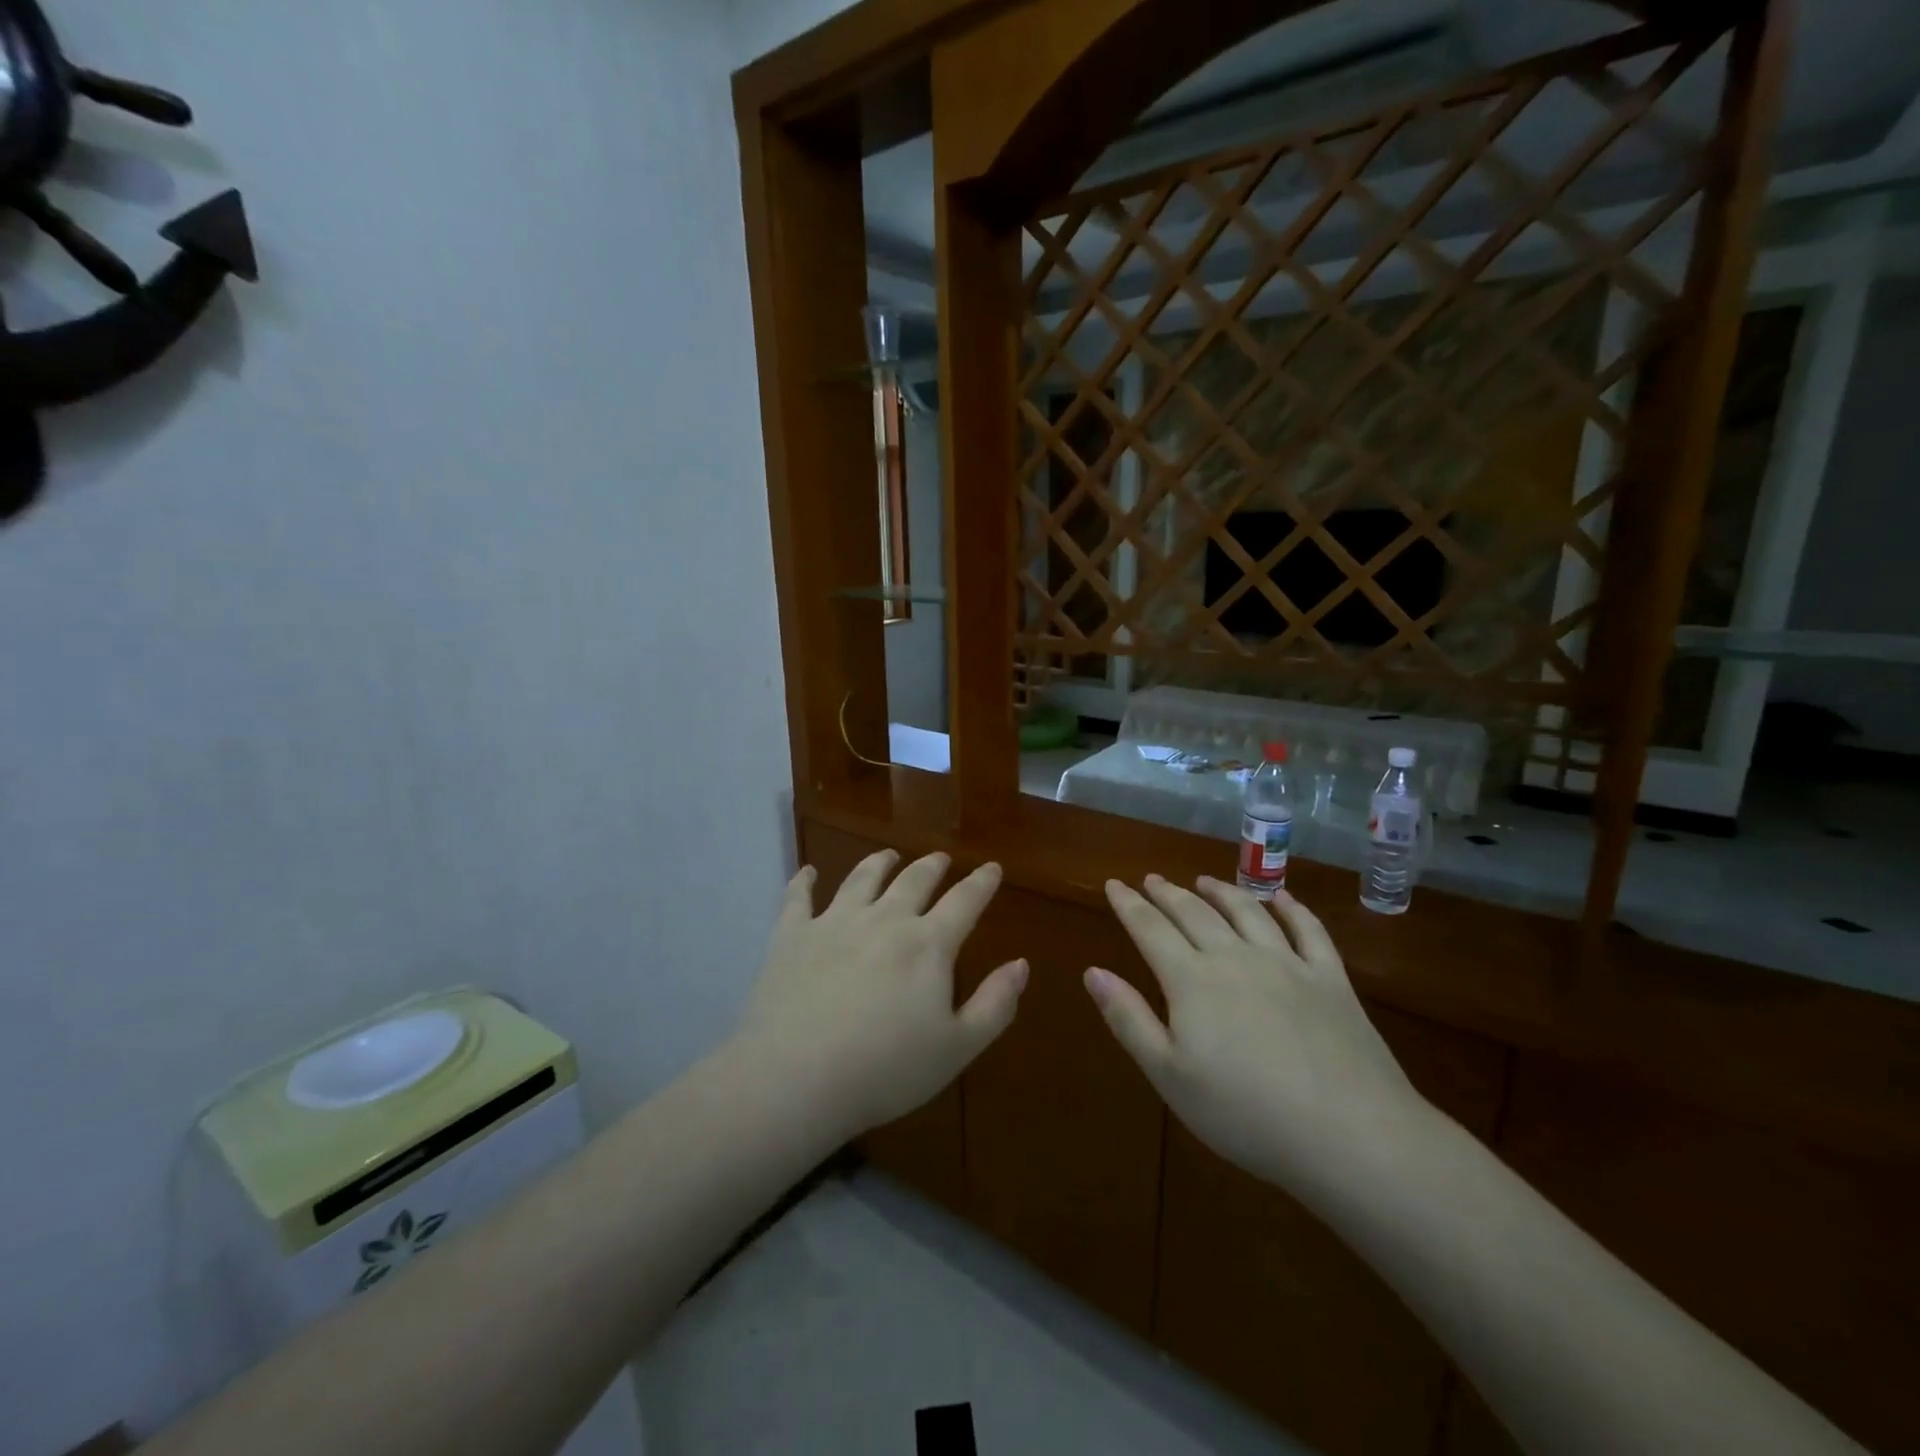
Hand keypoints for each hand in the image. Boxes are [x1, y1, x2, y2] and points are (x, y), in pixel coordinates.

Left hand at [736, 849, 1027, 1138]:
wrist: (796, 1077)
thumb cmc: (886, 1069)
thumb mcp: (957, 1048)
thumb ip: (995, 1004)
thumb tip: (1021, 963)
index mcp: (928, 944)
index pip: (964, 902)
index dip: (982, 883)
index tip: (992, 867)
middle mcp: (884, 920)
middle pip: (913, 881)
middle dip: (932, 866)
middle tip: (940, 858)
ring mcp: (834, 922)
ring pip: (862, 879)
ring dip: (878, 863)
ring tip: (888, 855)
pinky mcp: (791, 935)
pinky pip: (798, 898)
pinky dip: (803, 881)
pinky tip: (807, 872)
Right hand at [1086, 874, 1433, 1204]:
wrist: (1349, 1134)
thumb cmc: (1245, 1113)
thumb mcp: (1169, 1076)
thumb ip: (1129, 1019)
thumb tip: (1092, 972)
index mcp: (1192, 980)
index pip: (1150, 929)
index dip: (1128, 905)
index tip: (1113, 884)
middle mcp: (1235, 958)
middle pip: (1195, 913)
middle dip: (1168, 893)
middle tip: (1152, 879)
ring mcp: (1287, 963)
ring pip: (1247, 912)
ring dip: (1222, 891)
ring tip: (1204, 881)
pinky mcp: (1331, 979)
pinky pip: (1308, 930)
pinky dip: (1292, 908)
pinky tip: (1281, 898)